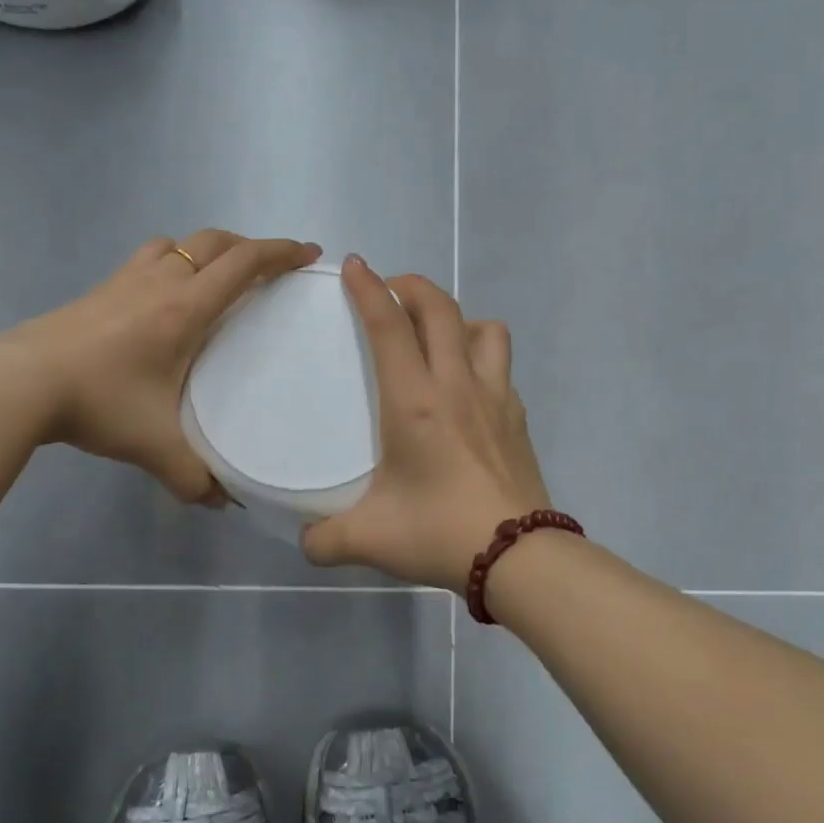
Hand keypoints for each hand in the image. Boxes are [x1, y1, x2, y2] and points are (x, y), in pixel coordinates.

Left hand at [3, 230, 322, 501]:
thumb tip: (221, 502)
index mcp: (186, 307)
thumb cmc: (98, 402)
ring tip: (220, 275)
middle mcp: (160, 281)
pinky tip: (164, 294)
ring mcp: (125, 279)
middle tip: (272, 267)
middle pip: (216, 241)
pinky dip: (171, 261)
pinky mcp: (99, 289)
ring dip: (208, 249)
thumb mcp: (154, 446)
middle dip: (251, 246)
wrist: (20, 381)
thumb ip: (193, 476)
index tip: (310, 254)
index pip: (245, 263)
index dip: (282, 252)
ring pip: (178, 242)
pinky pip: (148, 258)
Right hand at [302, 256, 550, 590]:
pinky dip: (481, 357)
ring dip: (458, 318)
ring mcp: (495, 399)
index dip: (369, 289)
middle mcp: (457, 386)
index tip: (354, 265)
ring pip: (485, 329)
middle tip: (391, 290)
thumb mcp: (368, 539)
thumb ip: (324, 539)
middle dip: (413, 286)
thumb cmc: (439, 533)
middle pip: (441, 309)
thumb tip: (305, 540)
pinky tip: (466, 387)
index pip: (390, 327)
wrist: (519, 557)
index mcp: (415, 402)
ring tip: (437, 336)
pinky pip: (501, 366)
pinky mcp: (517, 419)